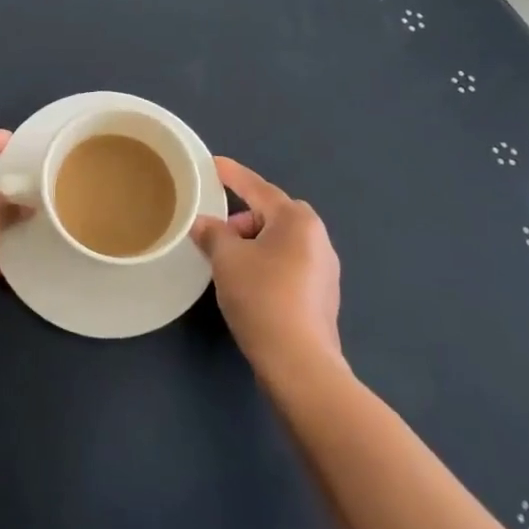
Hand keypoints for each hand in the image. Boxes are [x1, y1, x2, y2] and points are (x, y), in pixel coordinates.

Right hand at [192, 156, 342, 377]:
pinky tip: (248, 284)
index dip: (232, 175)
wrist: (299, 363)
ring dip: (254, 244)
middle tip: (217, 232)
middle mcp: (317, 237)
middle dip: (243, 218)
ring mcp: (325, 268)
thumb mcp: (226, 259)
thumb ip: (212, 233)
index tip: (213, 164)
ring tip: (228, 261)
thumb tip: (203, 223)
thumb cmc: (262, 298)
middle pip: (272, 215)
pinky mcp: (322, 296)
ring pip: (281, 242)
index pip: (257, 188)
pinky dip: (266, 264)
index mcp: (297, 220)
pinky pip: (288, 264)